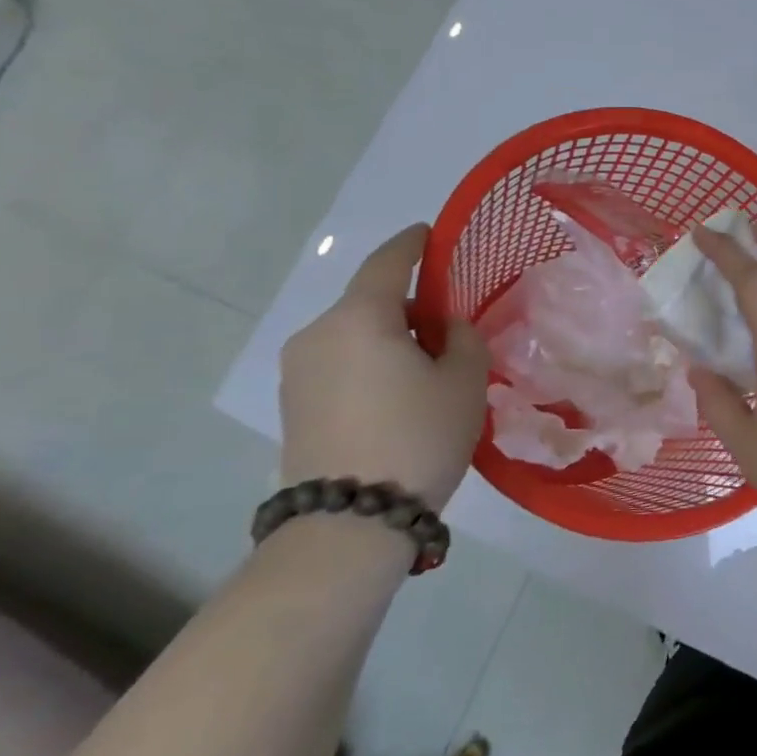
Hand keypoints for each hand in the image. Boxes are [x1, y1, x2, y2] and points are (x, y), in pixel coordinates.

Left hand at [279, 225, 489, 510]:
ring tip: (427, 368)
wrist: (349, 522)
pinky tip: (397, 394)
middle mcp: (317, 334)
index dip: (413, 243)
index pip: (388, 262)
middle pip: (370, 301)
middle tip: (449, 328)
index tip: (431, 234)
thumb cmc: (417, 436)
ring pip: (354, 334)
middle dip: (409, 304)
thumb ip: (462, 337)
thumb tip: (444, 328)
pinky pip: (339, 363)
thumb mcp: (464, 380)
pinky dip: (369, 363)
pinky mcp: (292, 405)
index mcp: (359, 318)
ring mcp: (297, 371)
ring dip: (389, 337)